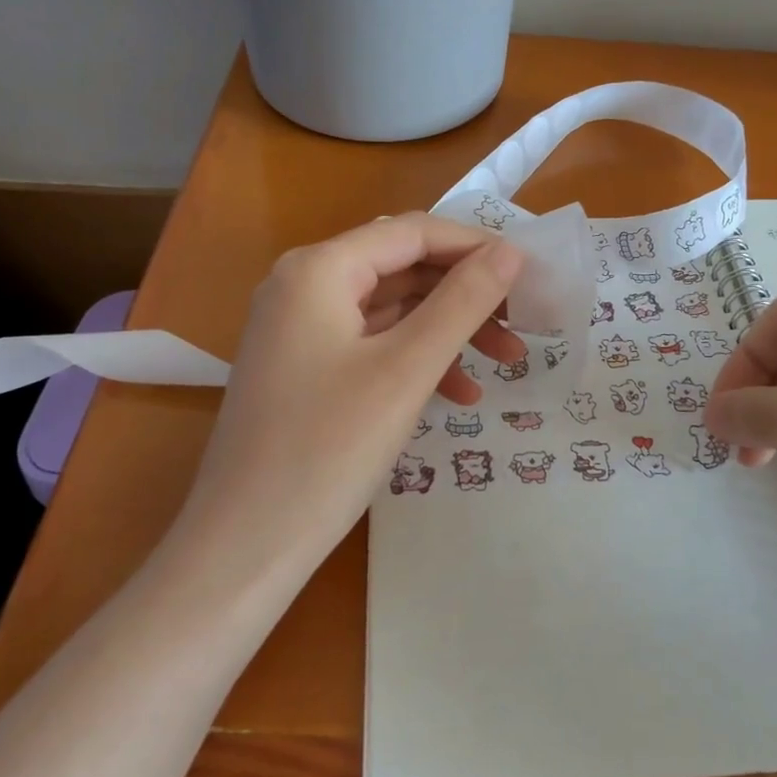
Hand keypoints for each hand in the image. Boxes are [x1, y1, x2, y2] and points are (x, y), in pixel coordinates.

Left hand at [180, 214, 525, 569]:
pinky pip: (372, 345)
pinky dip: (417, 360)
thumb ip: (462, 302)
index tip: (531, 275)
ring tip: (506, 361)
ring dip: (449, 330)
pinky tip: (459, 395)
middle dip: (466, 293)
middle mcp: (302, 284)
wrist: (245, 544)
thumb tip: (510, 251)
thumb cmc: (328, 449)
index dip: (476, 246)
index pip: (414, 232)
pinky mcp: (303, 367)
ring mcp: (299, 328)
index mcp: (318, 269)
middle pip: (403, 267)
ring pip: (392, 309)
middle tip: (522, 322)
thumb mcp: (406, 369)